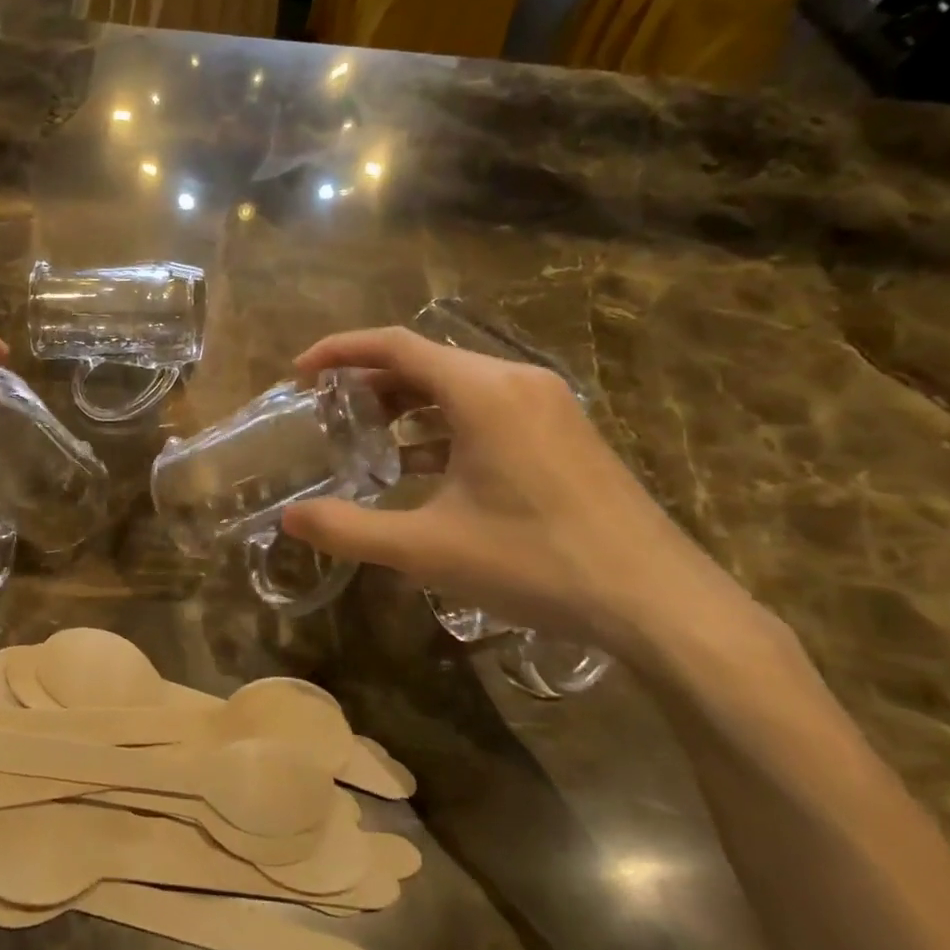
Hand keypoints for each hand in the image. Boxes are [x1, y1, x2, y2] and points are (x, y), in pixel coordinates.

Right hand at [280, 328, 747, 660]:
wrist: (660, 604)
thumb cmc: (536, 563)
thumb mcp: (429, 549)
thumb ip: (350, 529)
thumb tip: (289, 519)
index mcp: (482, 391)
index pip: (395, 345)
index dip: (339, 351)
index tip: (301, 374)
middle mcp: (516, 382)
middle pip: (425, 363)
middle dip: (370, 384)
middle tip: (328, 415)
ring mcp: (548, 406)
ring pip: (458, 387)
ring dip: (407, 407)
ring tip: (367, 442)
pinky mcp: (565, 433)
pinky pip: (488, 411)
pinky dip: (445, 427)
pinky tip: (424, 469)